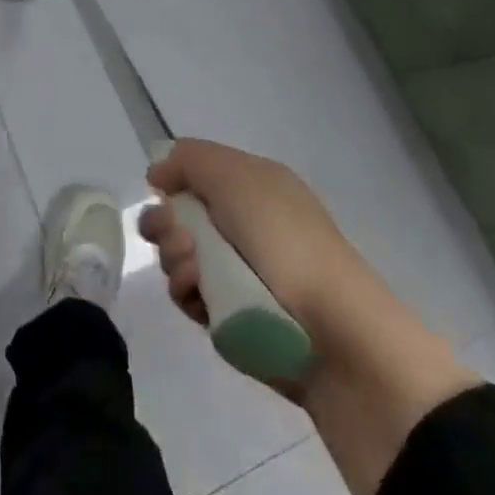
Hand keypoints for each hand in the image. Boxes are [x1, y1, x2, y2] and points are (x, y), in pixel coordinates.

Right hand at [140, 138, 365, 333]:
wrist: (335, 334)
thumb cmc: (284, 240)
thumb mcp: (235, 176)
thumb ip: (189, 160)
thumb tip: (159, 174)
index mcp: (252, 185)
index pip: (196, 170)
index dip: (173, 176)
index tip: (159, 189)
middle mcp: (244, 223)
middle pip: (180, 214)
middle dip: (165, 223)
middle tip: (176, 237)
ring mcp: (237, 271)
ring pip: (180, 254)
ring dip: (175, 257)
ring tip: (193, 272)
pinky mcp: (232, 315)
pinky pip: (191, 294)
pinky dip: (187, 291)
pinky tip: (197, 295)